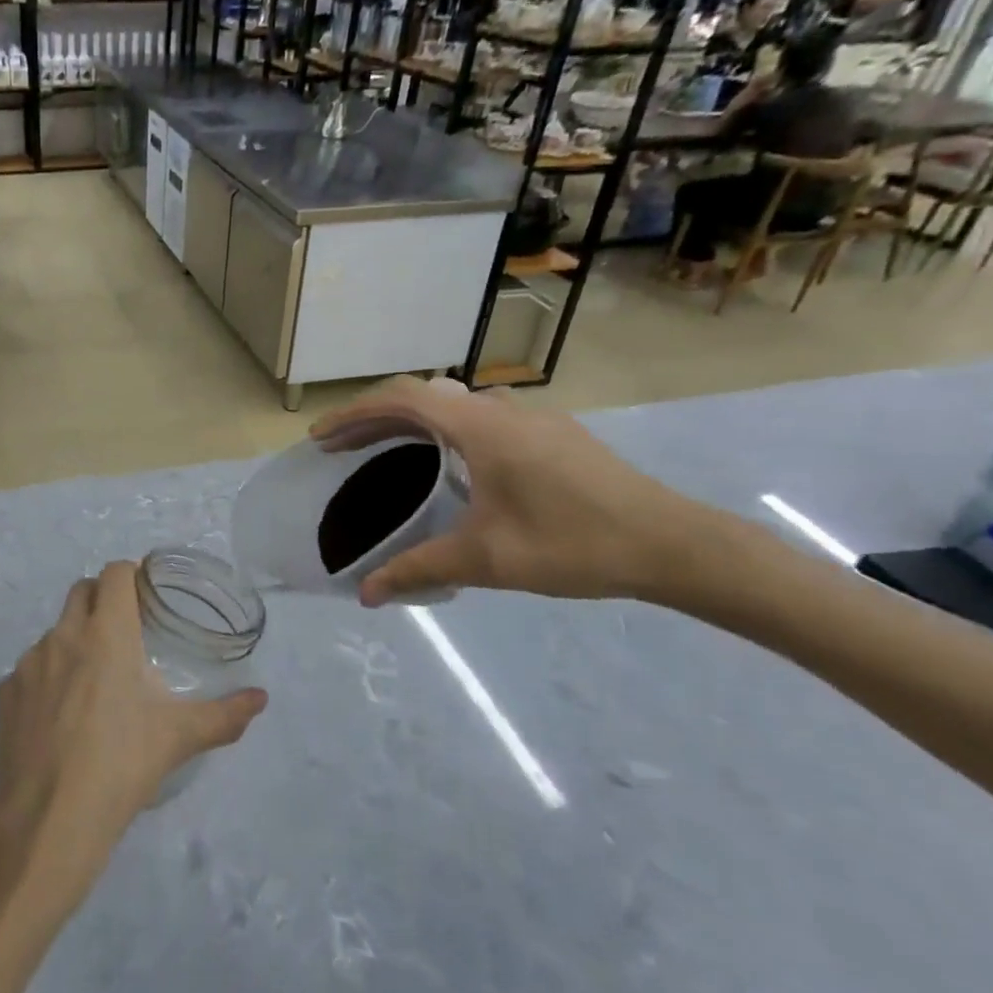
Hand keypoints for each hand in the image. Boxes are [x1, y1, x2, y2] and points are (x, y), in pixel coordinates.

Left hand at [0, 563, 266, 884]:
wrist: (49, 819)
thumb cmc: (121, 765)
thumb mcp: (179, 738)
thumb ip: (224, 715)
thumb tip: (260, 699)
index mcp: (107, 634)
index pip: (115, 574)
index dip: (131, 575)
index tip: (145, 593)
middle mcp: (64, 636)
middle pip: (82, 590)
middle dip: (102, 598)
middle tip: (124, 630)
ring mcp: (28, 663)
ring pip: (54, 632)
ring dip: (74, 641)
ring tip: (93, 683)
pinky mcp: (6, 692)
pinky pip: (29, 670)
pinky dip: (47, 678)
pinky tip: (59, 717)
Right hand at [311, 377, 708, 605]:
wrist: (673, 544)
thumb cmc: (572, 544)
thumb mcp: (487, 560)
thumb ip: (419, 570)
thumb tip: (366, 595)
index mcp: (479, 427)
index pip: (400, 400)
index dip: (352, 414)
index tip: (320, 438)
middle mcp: (502, 409)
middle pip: (422, 397)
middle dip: (374, 418)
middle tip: (341, 449)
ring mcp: (533, 417)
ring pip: (455, 404)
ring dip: (412, 421)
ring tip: (388, 452)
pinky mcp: (554, 433)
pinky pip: (483, 417)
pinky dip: (447, 429)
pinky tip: (453, 466)